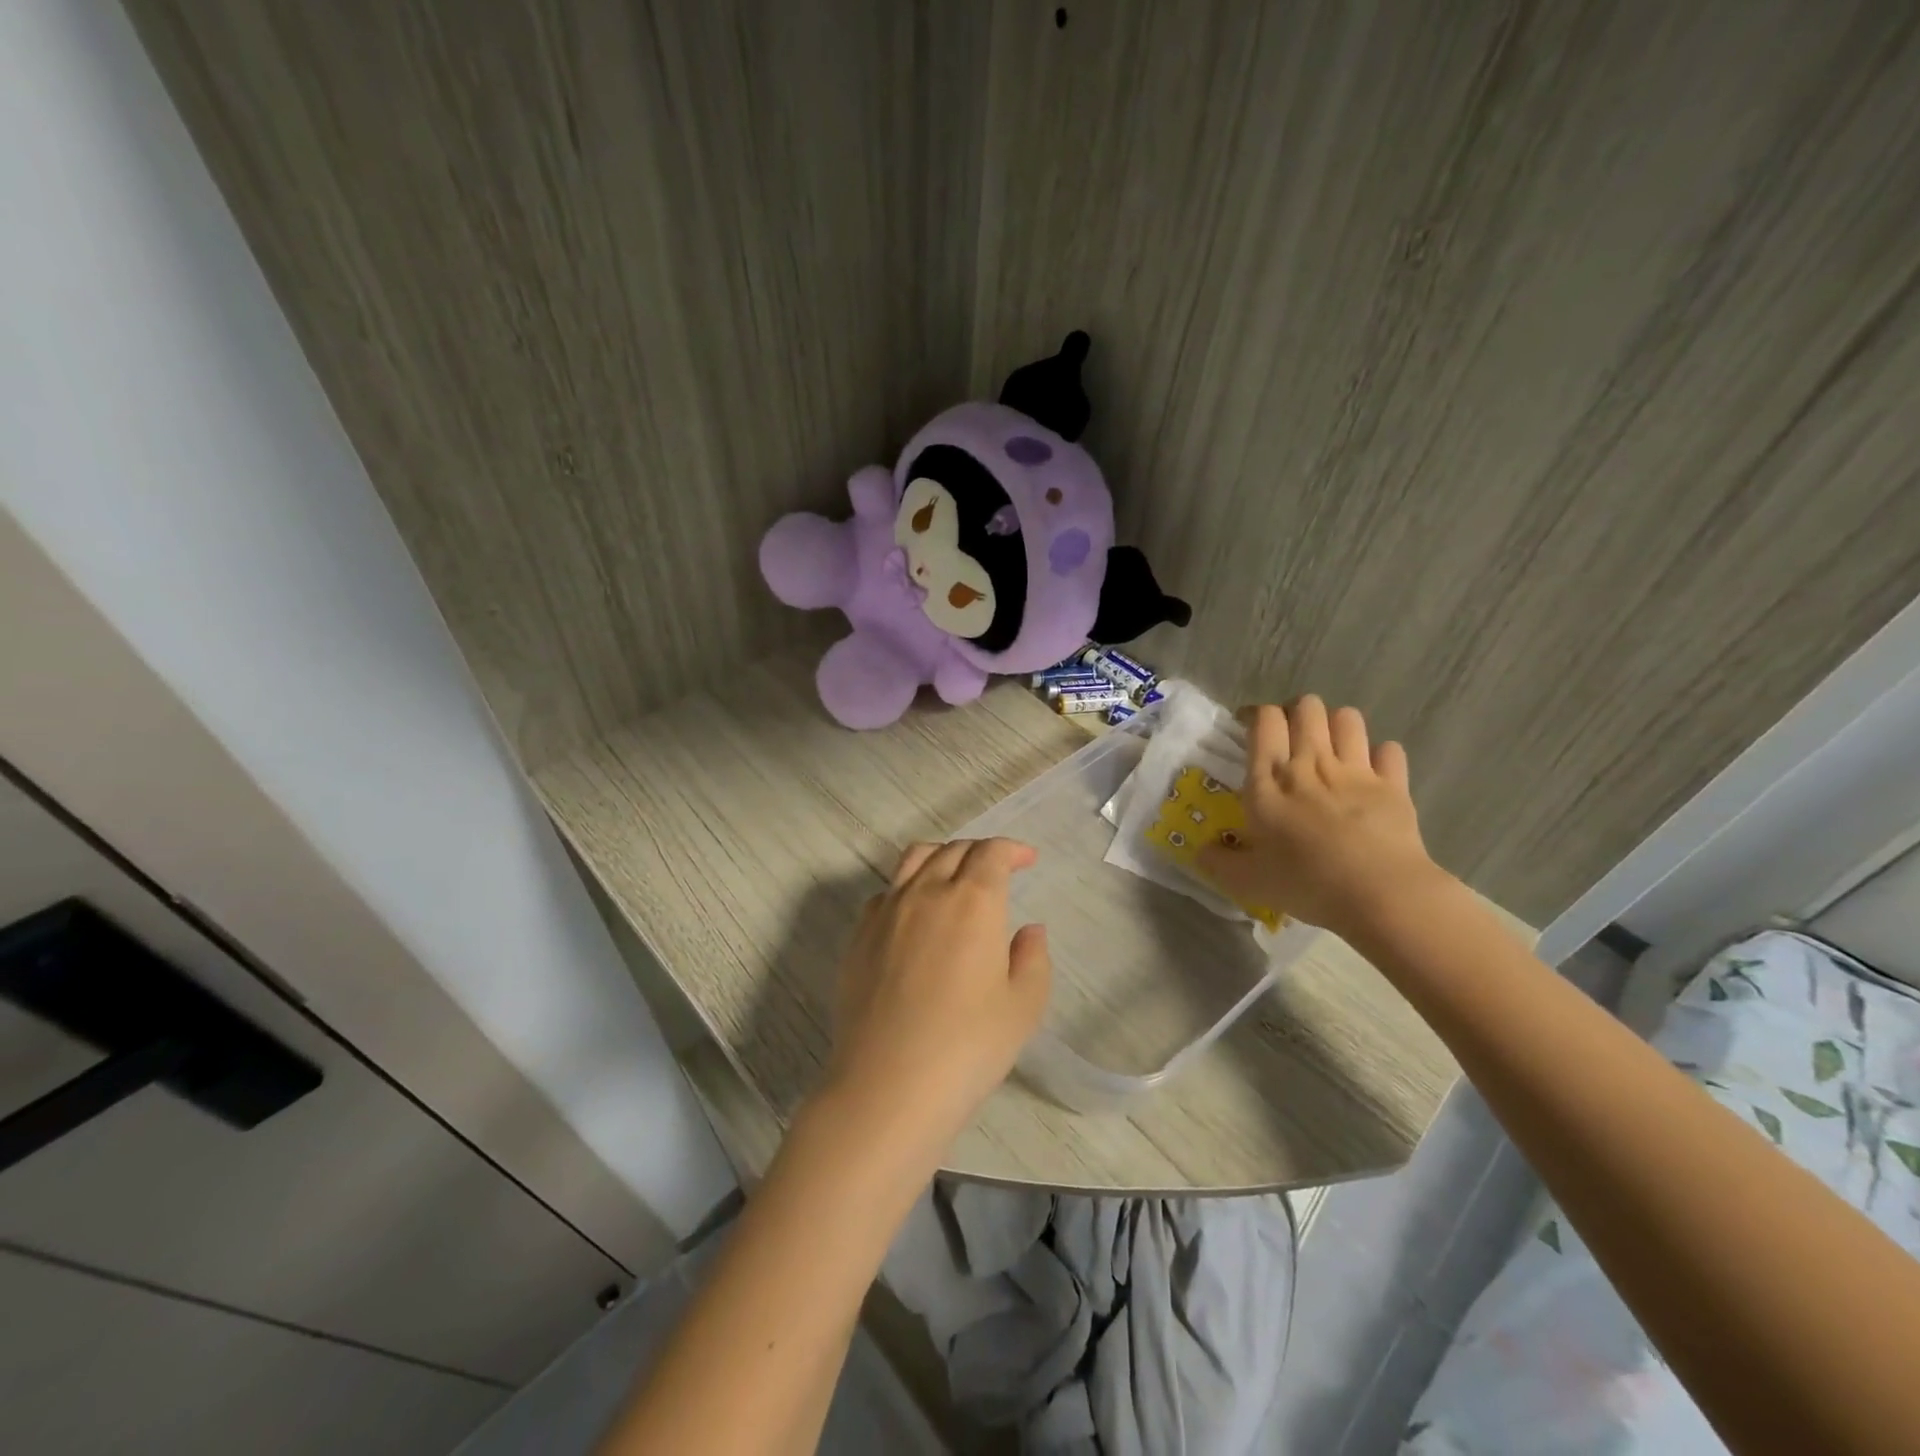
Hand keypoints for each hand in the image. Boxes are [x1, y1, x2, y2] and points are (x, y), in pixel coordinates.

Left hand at [820, 838, 1050, 1157]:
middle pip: (954, 850)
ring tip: (954, 877)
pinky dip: (908, 887)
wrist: (888, 1084)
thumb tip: (1029, 930)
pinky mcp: (859, 935)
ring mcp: (887, 911)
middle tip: (998, 870)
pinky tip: (915, 915)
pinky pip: (886, 892)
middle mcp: (927, 892)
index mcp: (973, 901)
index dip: (1012, 849)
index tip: (1027, 859)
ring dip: (942, 857)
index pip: (992, 853)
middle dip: (981, 852)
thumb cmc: (968, 1047)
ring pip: (914, 860)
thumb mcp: (1023, 1007)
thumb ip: (1032, 958)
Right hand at [1199, 695, 1443, 935]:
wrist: (1378, 894)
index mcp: (1269, 779)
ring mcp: (1356, 770)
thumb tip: (1201, 851)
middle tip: (1290, 736)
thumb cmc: (1305, 882)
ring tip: (1331, 747)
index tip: (1250, 728)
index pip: (1264, 719)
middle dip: (1297, 712)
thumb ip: (1218, 862)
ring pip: (1347, 717)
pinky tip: (1373, 772)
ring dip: (1337, 725)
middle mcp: (1310, 762)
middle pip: (1307, 706)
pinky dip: (1380, 755)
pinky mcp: (1394, 784)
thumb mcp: (1246, 880)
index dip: (1257, 714)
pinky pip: (1389, 749)